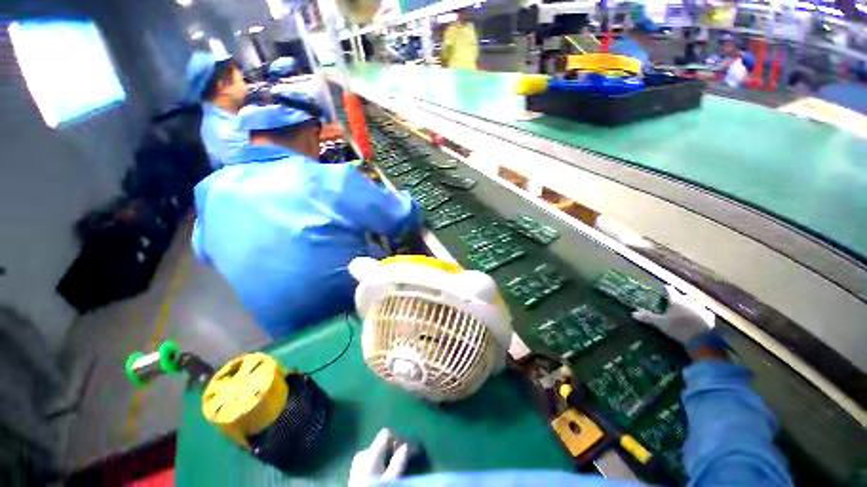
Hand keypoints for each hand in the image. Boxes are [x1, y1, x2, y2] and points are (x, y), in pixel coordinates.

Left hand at [348, 428, 408, 486]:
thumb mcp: (390, 480)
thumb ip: (398, 462)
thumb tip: (406, 446)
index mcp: (369, 452)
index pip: (386, 433)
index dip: (398, 440)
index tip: (407, 451)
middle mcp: (362, 453)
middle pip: (382, 443)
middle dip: (393, 450)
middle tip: (403, 461)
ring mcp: (357, 462)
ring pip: (377, 452)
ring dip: (387, 457)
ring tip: (394, 468)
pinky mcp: (356, 471)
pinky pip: (371, 460)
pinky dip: (380, 463)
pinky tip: (384, 474)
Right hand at [632, 285, 715, 345]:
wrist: (700, 339)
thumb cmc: (678, 328)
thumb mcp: (660, 323)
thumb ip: (648, 317)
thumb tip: (632, 314)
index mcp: (676, 300)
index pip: (671, 291)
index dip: (667, 289)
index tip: (665, 287)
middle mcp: (689, 301)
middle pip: (685, 295)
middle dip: (681, 295)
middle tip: (678, 297)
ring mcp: (701, 308)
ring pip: (696, 301)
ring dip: (692, 302)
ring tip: (690, 304)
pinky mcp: (709, 317)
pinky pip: (706, 311)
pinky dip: (703, 311)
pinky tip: (702, 314)